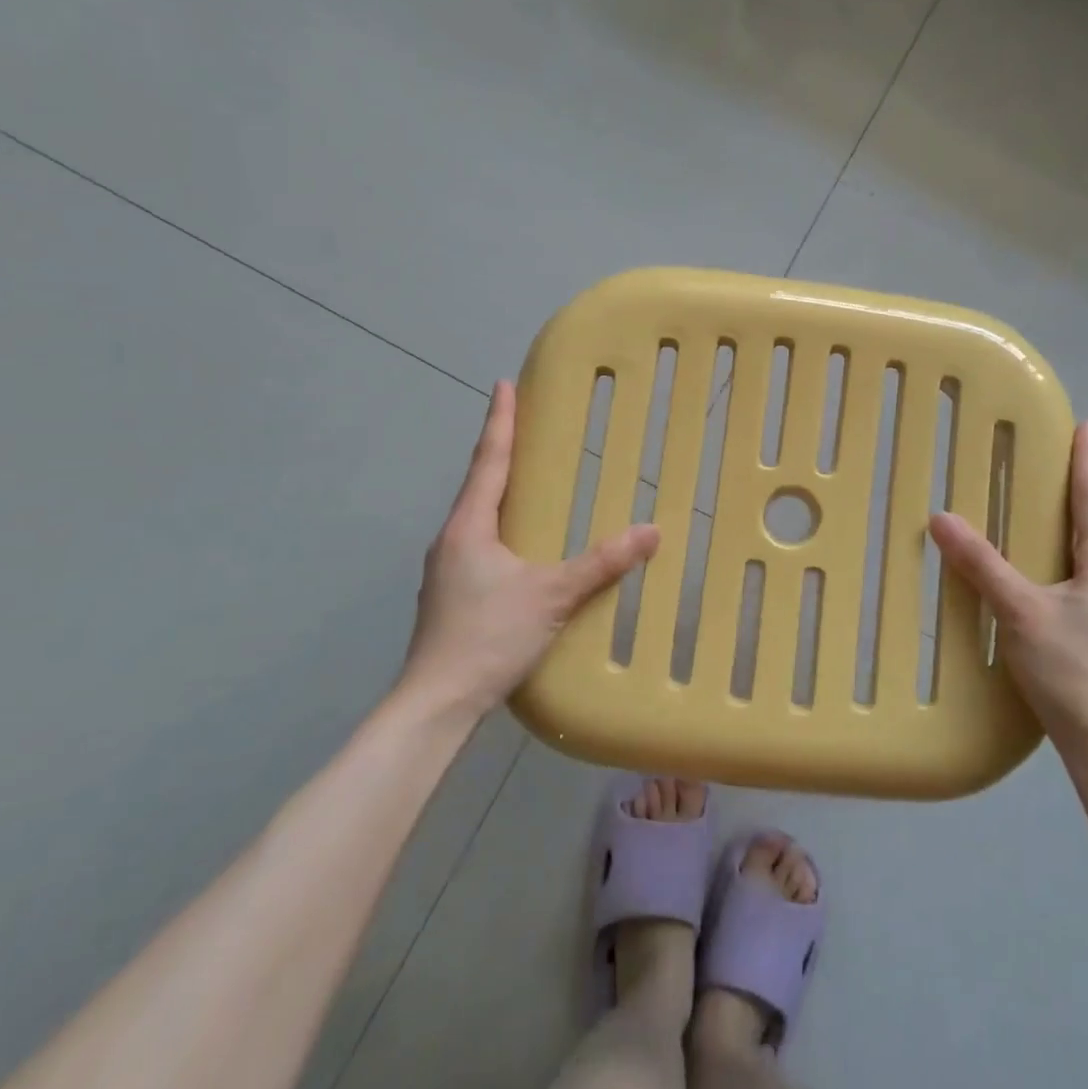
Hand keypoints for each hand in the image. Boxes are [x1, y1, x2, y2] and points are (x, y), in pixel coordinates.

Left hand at [398, 381, 660, 720]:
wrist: (436, 703)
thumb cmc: (488, 636)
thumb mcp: (553, 596)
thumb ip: (602, 564)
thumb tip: (651, 532)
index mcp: (469, 526)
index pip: (488, 461)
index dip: (499, 421)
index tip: (503, 385)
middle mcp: (452, 539)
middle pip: (479, 484)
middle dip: (500, 452)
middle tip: (526, 426)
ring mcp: (447, 569)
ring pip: (478, 517)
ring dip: (499, 491)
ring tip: (526, 479)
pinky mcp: (451, 594)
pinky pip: (480, 543)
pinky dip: (501, 526)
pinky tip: (521, 544)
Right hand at [929, 417, 1087, 741]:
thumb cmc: (1070, 668)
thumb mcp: (1020, 610)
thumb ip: (981, 564)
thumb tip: (941, 517)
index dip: (1087, 460)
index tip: (1087, 423)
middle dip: (1070, 485)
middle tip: (1044, 454)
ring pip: (1077, 549)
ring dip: (1059, 521)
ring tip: (1031, 501)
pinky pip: (1066, 574)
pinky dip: (1047, 554)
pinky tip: (1025, 564)